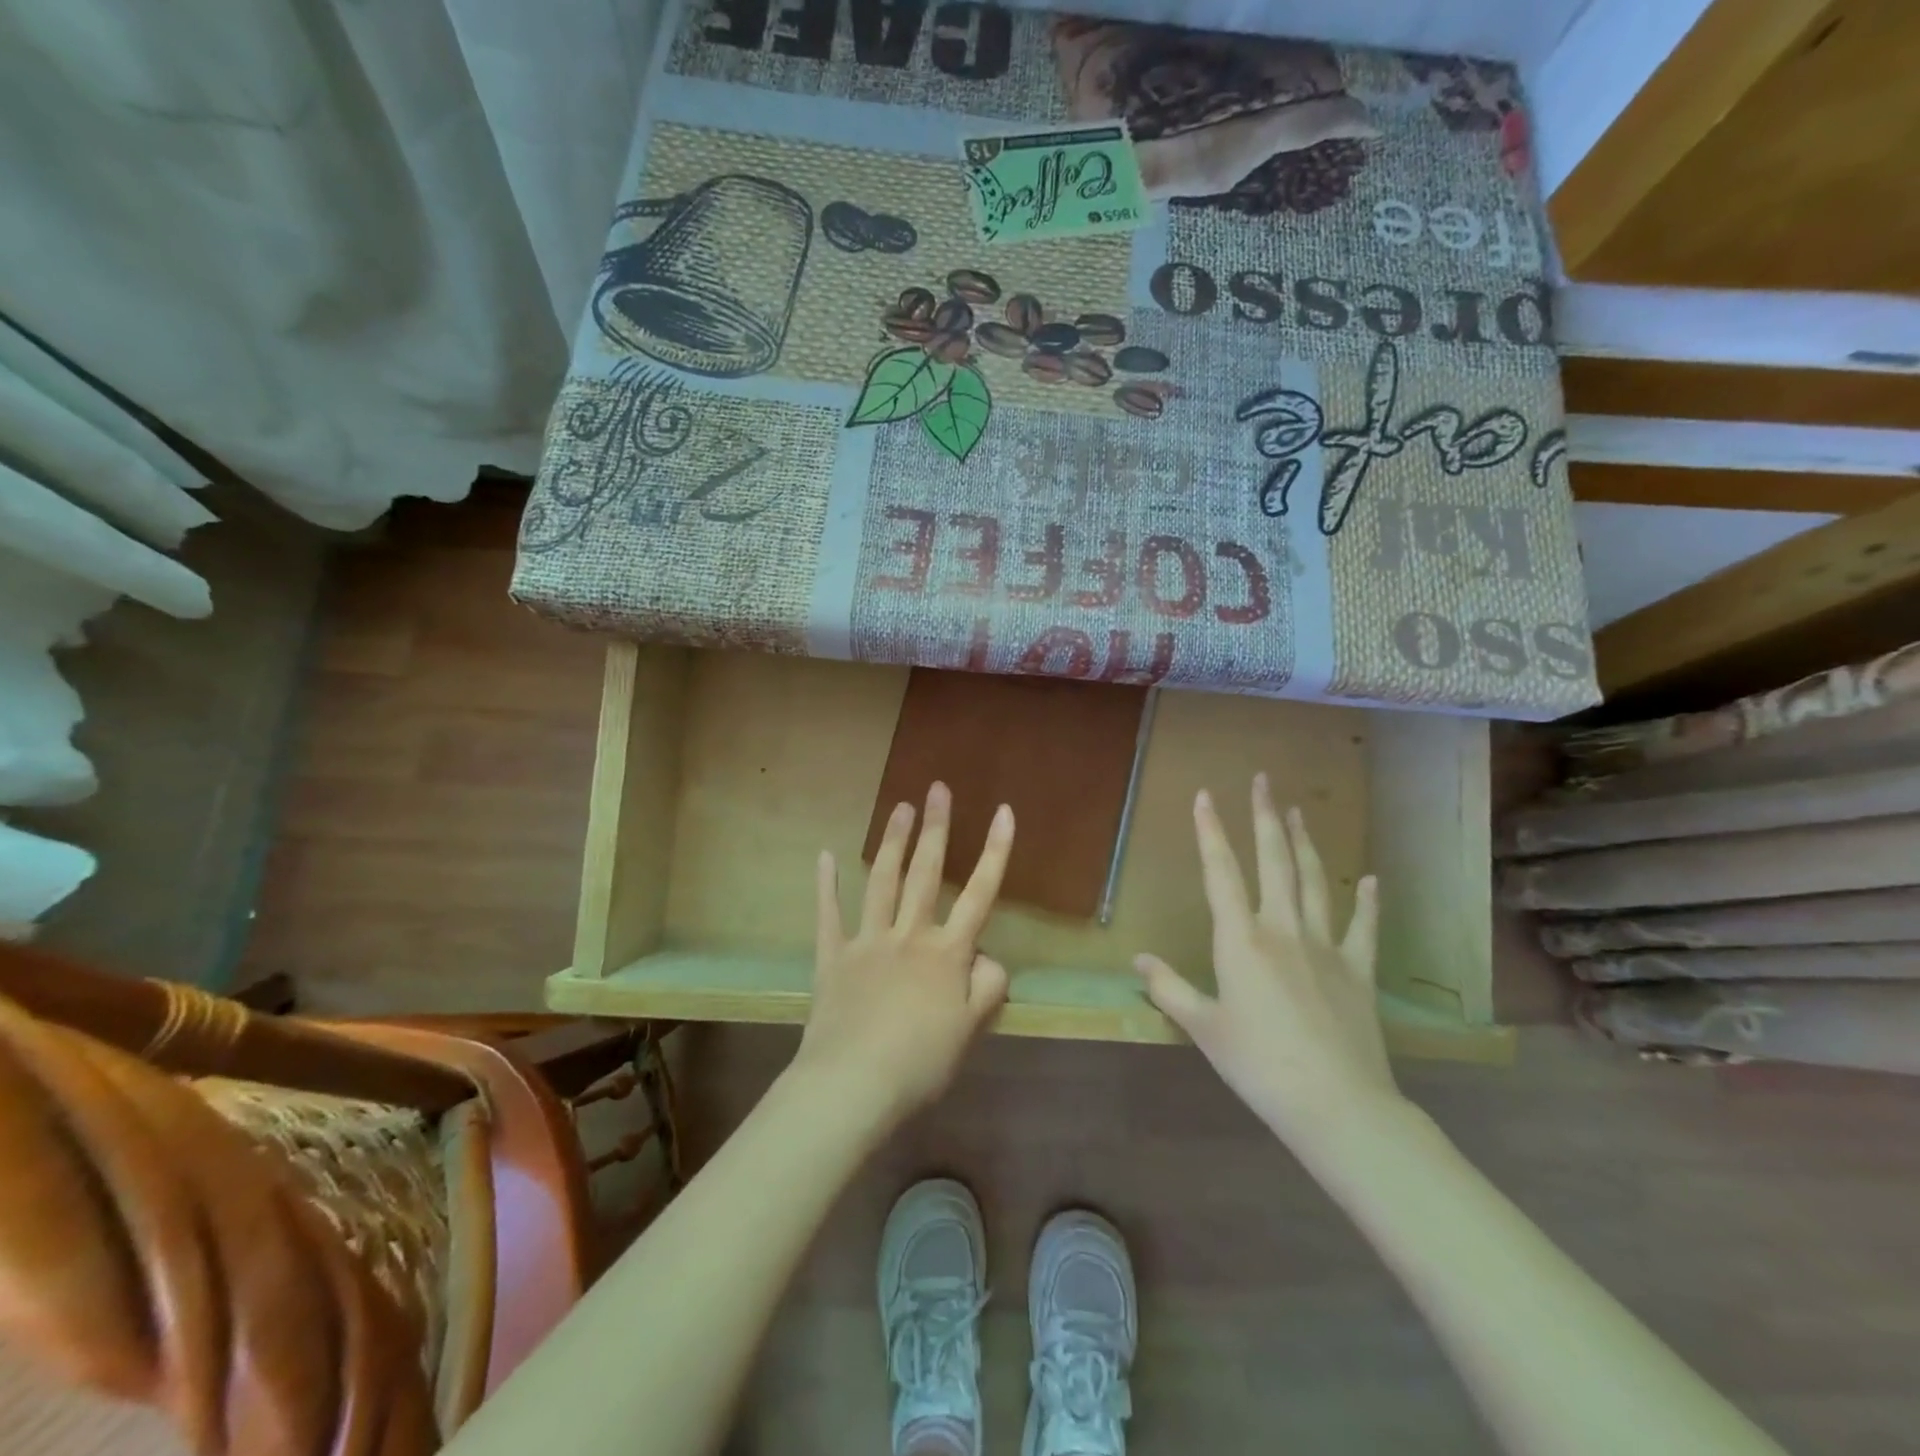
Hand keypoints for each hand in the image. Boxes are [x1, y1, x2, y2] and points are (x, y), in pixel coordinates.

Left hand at [791, 782, 1012, 1127]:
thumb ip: (986, 987)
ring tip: (900, 808)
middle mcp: (909, 936)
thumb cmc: (919, 1063)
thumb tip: (987, 957)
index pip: (980, 893)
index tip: (1003, 811)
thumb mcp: (970, 1031)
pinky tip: (824, 856)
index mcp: (947, 954)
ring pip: (883, 883)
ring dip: (893, 843)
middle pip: (926, 874)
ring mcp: (868, 942)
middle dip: (936, 829)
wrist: (852, 1085)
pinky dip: (826, 886)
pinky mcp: (833, 958)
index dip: (995, 851)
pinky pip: (829, 915)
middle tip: (938, 788)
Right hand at [1135, 775, 1401, 1148]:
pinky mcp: (1358, 971)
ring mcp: (1326, 947)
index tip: (1205, 795)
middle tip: (1262, 781)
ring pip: (1313, 881)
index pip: (1221, 872)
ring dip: (1303, 843)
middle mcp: (1283, 929)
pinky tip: (1369, 880)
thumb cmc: (1259, 1065)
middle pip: (1273, 861)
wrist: (1337, 1105)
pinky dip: (1366, 902)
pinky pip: (1363, 928)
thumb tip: (1137, 961)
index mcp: (1241, 940)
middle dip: (1264, 817)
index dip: (1210, 831)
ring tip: (1297, 811)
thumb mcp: (1203, 1028)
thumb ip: (1169, 989)